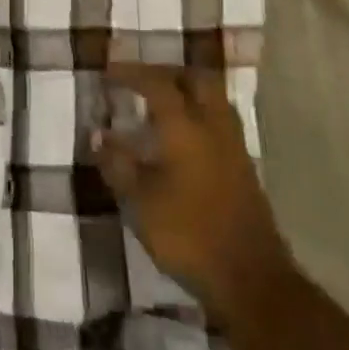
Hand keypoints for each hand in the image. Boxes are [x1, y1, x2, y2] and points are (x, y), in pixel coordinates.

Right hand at [93, 64, 289, 324]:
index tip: (109, 71)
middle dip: (167, 72)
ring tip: (160, 104)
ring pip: (213, 98)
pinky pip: (219, 122)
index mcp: (185, 127)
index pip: (157, 84)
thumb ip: (118, 165)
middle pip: (196, 79)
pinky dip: (199, 115)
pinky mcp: (243, 168)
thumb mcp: (140, 202)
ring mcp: (233, 146)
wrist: (251, 278)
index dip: (131, 73)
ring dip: (187, 91)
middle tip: (142, 80)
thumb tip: (98, 135)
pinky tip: (182, 137)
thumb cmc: (188, 234)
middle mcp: (213, 126)